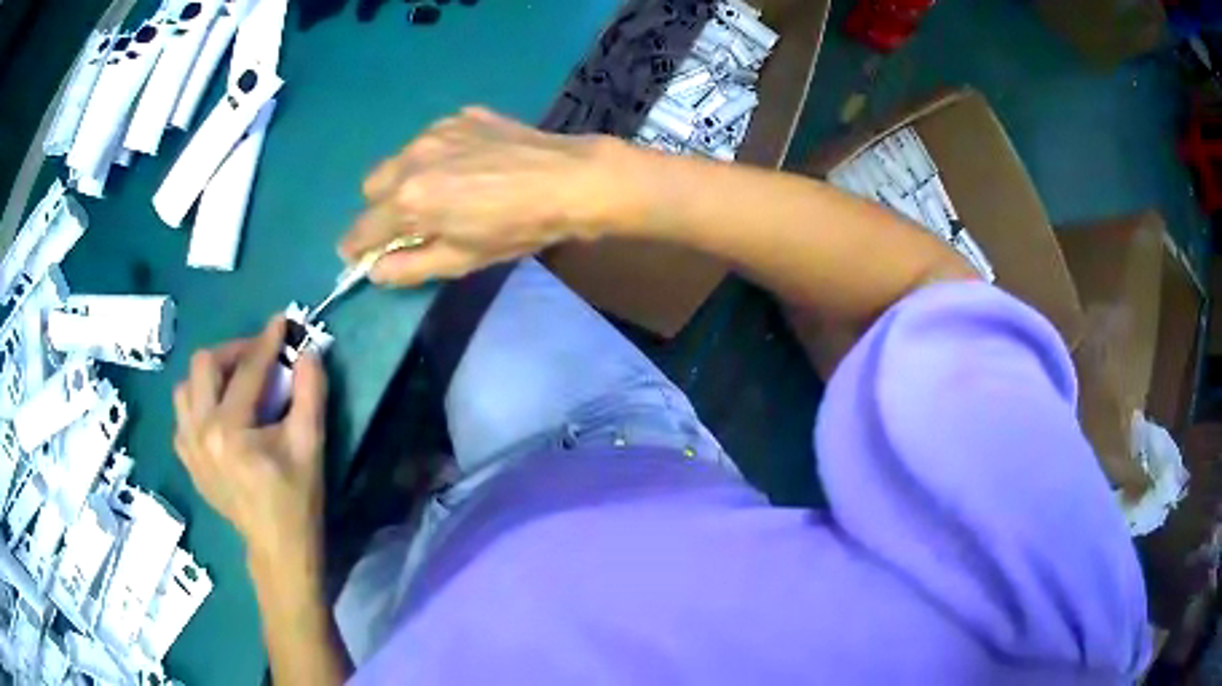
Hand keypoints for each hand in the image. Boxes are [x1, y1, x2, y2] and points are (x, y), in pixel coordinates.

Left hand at [173, 317, 328, 567]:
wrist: (276, 547)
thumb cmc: (297, 499)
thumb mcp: (310, 445)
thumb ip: (311, 392)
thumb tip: (308, 350)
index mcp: (229, 431)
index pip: (247, 370)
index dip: (267, 341)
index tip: (282, 320)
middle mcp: (199, 432)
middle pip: (204, 365)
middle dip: (233, 351)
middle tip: (258, 357)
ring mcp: (187, 446)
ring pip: (186, 386)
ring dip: (211, 375)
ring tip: (235, 383)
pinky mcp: (186, 458)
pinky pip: (183, 413)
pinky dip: (199, 401)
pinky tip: (220, 413)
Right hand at [340, 107, 624, 285]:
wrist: (569, 179)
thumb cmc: (516, 228)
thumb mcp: (462, 260)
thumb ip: (410, 267)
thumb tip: (375, 271)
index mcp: (409, 199)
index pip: (362, 228)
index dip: (355, 246)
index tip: (357, 255)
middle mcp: (412, 158)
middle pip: (371, 186)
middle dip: (378, 208)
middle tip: (406, 222)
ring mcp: (436, 131)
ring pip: (398, 158)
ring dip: (404, 179)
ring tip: (440, 190)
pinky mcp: (460, 116)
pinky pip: (429, 139)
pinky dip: (434, 157)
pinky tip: (467, 166)